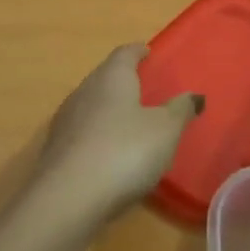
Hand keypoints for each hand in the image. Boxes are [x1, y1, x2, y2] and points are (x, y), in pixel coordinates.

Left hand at [36, 45, 203, 220]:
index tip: (147, 53)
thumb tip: (195, 95)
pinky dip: (97, 136)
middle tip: (143, 88)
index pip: (124, 54)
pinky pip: (82, 134)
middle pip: (104, 77)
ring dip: (108, 110)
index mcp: (111, 77)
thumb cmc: (125, 151)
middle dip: (122, 81)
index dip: (137, 51)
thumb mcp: (166, 130)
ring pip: (91, 105)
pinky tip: (108, 153)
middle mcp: (84, 91)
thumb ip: (180, 110)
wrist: (67, 199)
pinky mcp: (54, 152)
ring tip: (128, 122)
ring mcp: (65, 122)